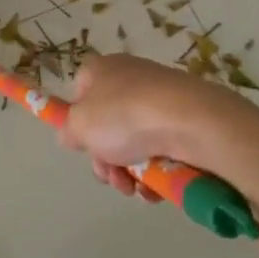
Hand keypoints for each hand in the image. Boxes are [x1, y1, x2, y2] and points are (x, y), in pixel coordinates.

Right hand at [61, 54, 252, 200]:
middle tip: (111, 178)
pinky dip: (156, 170)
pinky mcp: (186, 119)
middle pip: (108, 124)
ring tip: (136, 188)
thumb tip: (71, 135)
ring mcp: (160, 98)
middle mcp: (131, 78)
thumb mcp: (80, 125)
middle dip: (106, 158)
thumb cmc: (124, 116)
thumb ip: (68, 131)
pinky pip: (162, 147)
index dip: (78, 121)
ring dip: (130, 171)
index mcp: (102, 69)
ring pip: (135, 141)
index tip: (83, 146)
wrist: (190, 120)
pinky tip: (156, 188)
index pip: (81, 91)